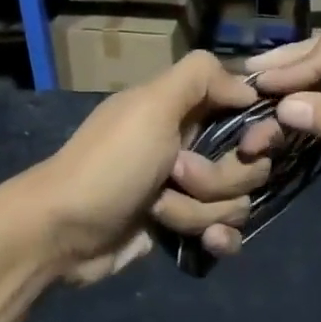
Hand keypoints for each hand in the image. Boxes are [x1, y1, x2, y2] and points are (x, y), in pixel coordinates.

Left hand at [24, 52, 282, 282]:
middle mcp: (193, 146)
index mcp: (186, 111)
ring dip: (199, 210)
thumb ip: (201, 77)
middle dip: (218, 177)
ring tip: (159, 209)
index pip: (249, 113)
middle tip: (177, 174)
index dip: (260, 131)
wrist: (61, 232)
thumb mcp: (151, 105)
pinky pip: (226, 234)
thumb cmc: (110, 164)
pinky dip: (217, 239)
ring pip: (236, 202)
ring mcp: (189, 190)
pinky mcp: (183, 227)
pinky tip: (203, 244)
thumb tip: (249, 89)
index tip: (251, 145)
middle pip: (250, 164)